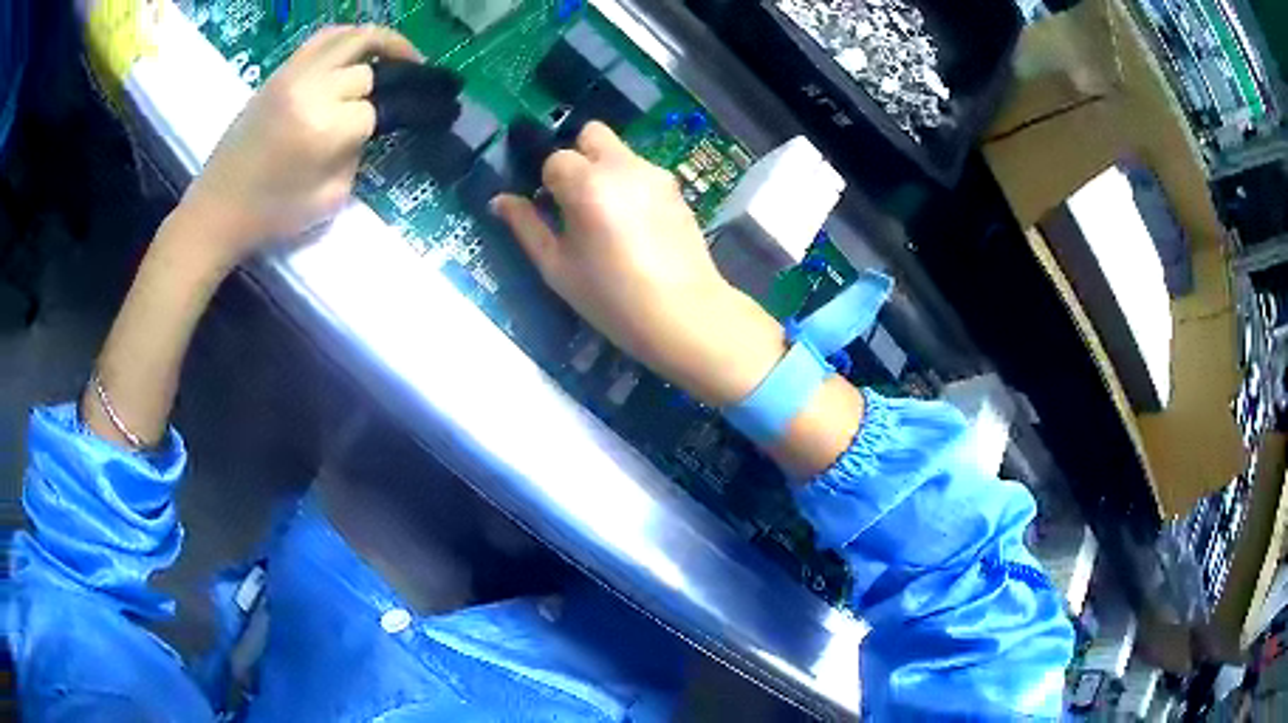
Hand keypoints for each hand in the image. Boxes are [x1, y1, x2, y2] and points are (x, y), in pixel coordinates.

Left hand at [182, 25, 421, 266]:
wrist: (217, 209)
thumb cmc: (271, 215)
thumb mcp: (330, 198)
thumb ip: (357, 156)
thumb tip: (370, 127)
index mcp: (323, 128)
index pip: (376, 109)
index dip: (390, 119)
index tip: (398, 127)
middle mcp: (311, 89)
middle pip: (370, 68)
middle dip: (392, 80)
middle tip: (411, 88)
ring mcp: (293, 74)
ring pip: (353, 36)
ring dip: (384, 41)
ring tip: (401, 55)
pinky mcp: (279, 71)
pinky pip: (324, 37)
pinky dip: (350, 37)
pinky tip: (361, 51)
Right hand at [492, 122, 785, 406]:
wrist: (684, 314)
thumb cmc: (611, 297)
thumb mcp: (557, 268)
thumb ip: (526, 226)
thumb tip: (499, 199)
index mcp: (587, 183)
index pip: (555, 158)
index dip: (549, 182)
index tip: (553, 211)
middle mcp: (622, 165)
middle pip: (591, 133)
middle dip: (577, 156)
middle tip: (577, 198)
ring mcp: (655, 173)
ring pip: (620, 151)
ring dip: (605, 170)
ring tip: (609, 217)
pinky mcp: (676, 187)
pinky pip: (642, 170)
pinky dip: (630, 184)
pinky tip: (636, 225)